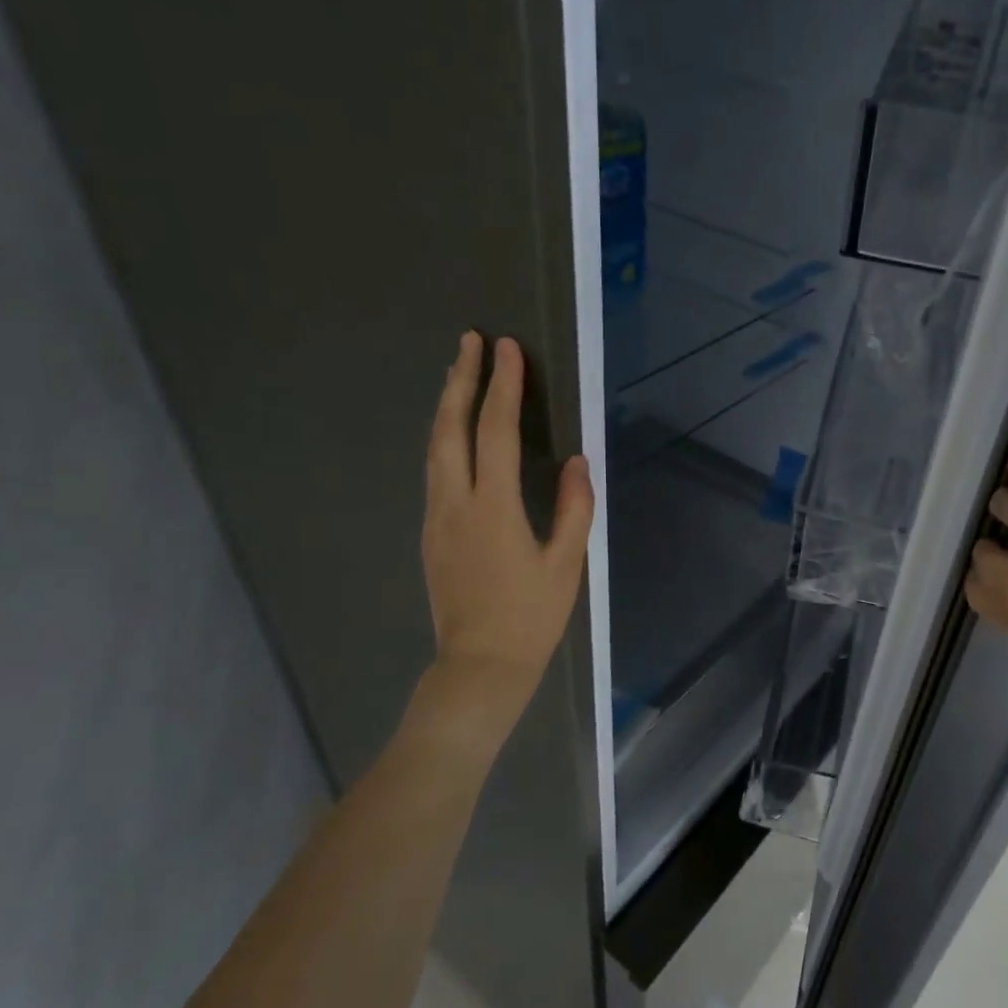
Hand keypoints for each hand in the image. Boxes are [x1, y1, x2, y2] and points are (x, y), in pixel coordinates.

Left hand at [422, 332, 593, 692]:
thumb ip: (574, 509)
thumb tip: (576, 462)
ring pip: (434, 448)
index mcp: (493, 508)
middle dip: (460, 380)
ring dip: (447, 406)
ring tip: (458, 374)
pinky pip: (435, 471)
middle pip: (450, 429)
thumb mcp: (566, 565)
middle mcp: (455, 504)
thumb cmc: (531, 617)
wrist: (479, 666)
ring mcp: (436, 518)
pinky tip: (455, 434)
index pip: (494, 431)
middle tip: (470, 341)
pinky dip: (444, 438)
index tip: (508, 349)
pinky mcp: (431, 534)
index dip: (503, 386)